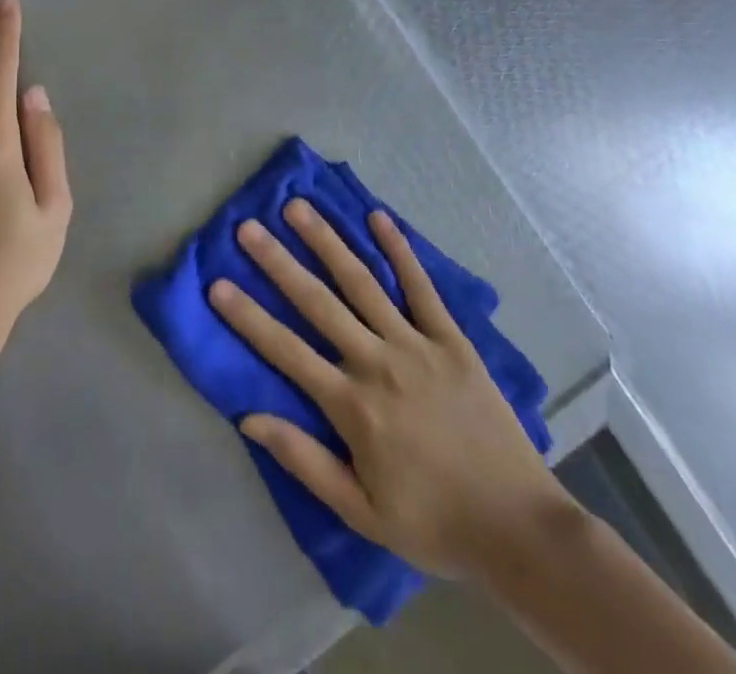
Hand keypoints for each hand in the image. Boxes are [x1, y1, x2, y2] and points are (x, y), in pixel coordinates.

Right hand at [209, 201, 579, 583]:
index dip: (248, 317)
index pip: (287, 351)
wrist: (518, 527)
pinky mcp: (451, 340)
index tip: (217, 284)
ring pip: (362, 283)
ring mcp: (416, 345)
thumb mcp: (361, 511)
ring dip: (327, 242)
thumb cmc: (432, 521)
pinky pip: (421, 287)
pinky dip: (400, 250)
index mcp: (352, 406)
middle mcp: (378, 363)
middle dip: (279, 262)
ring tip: (299, 208)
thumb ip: (305, 460)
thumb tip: (249, 417)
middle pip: (318, 303)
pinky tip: (378, 217)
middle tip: (249, 227)